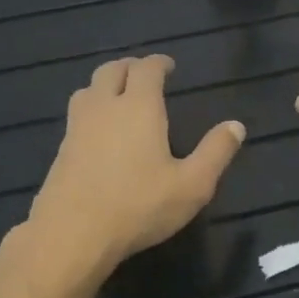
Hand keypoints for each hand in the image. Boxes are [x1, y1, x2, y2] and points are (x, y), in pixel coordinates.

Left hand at [26, 55, 243, 274]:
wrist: (73, 234)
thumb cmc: (139, 206)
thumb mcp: (192, 185)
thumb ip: (215, 152)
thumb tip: (236, 126)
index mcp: (138, 108)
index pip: (146, 69)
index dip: (159, 63)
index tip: (169, 66)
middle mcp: (104, 107)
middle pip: (111, 70)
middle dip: (130, 67)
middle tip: (145, 75)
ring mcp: (77, 127)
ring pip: (88, 89)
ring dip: (106, 84)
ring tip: (120, 95)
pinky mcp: (61, 149)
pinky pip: (77, 114)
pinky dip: (92, 108)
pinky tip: (100, 131)